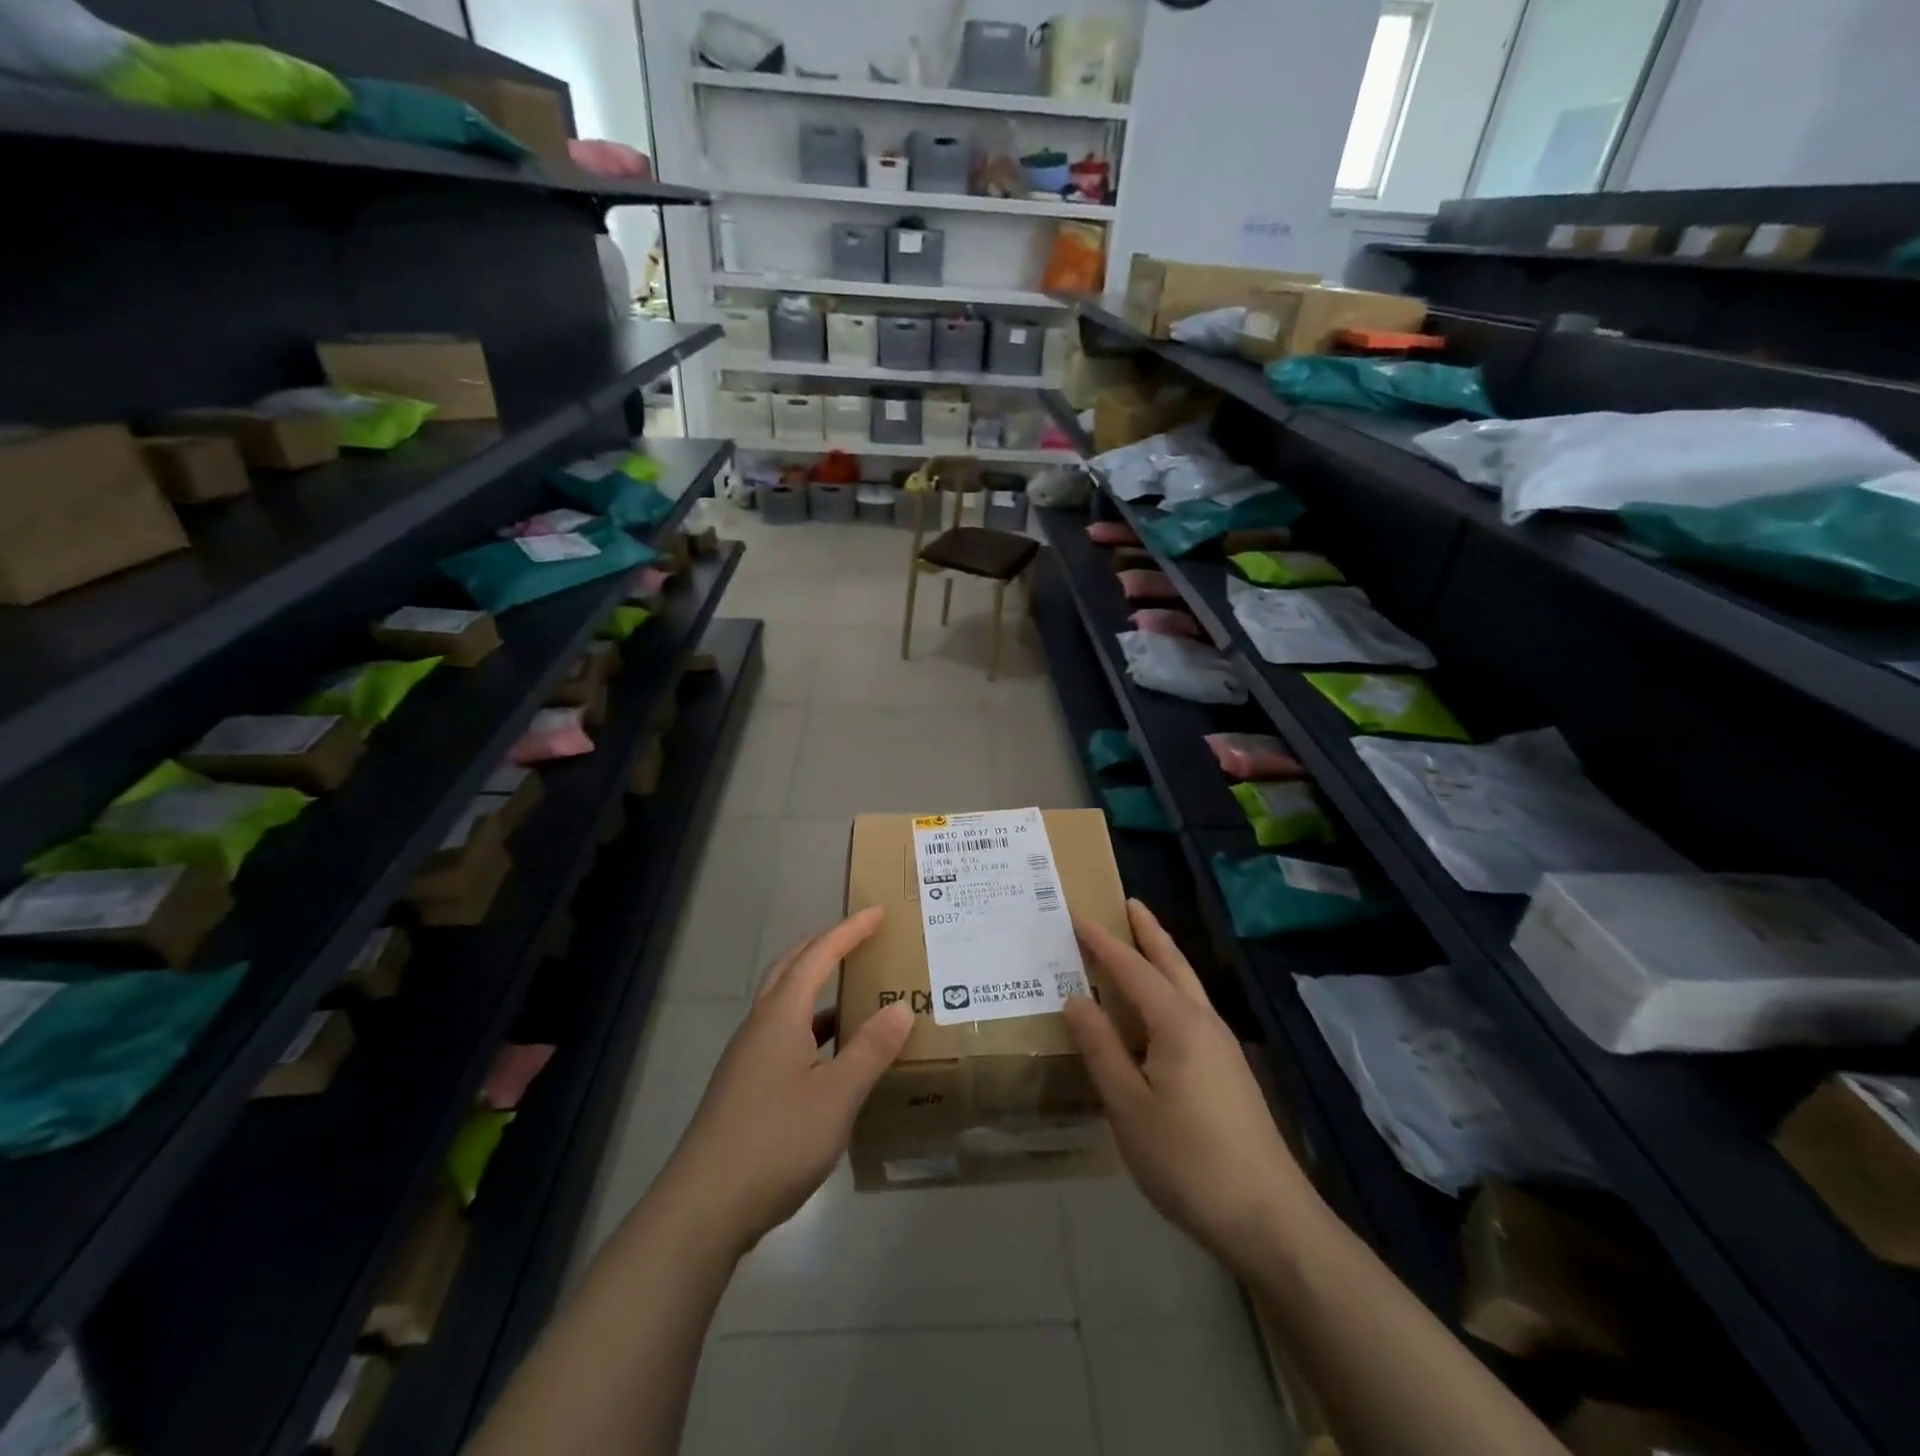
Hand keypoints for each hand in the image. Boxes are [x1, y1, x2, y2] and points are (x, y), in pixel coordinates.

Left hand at [652, 908, 913, 1257]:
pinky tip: (832, 1055)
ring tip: (854, 993)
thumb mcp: (837, 1096)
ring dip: (816, 987)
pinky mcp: (745, 1087)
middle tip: (860, 939)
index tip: (877, 913)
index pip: (818, 956)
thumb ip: (870, 1050)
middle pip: (791, 969)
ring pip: (784, 1004)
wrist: (703, 1208)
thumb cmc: (775, 1141)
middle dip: (824, 947)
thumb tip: (901, 1007)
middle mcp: (760, 1027)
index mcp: (780, 1017)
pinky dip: (810, 1027)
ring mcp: (747, 1058)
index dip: (849, 932)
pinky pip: (782, 1035)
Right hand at [1064, 901, 1320, 1273]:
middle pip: (1172, 963)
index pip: (1132, 968)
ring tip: (1140, 944)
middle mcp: (1203, 1022)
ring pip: (1187, 987)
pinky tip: (1157, 1013)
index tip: (1077, 914)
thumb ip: (1101, 1048)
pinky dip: (1170, 991)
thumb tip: (1076, 998)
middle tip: (1128, 903)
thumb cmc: (1187, 1159)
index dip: (1102, 942)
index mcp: (1177, 1023)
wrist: (1268, 1218)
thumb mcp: (1128, 1105)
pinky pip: (1192, 1012)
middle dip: (1148, 932)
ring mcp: (1222, 1047)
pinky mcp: (1229, 1072)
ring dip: (1163, 958)